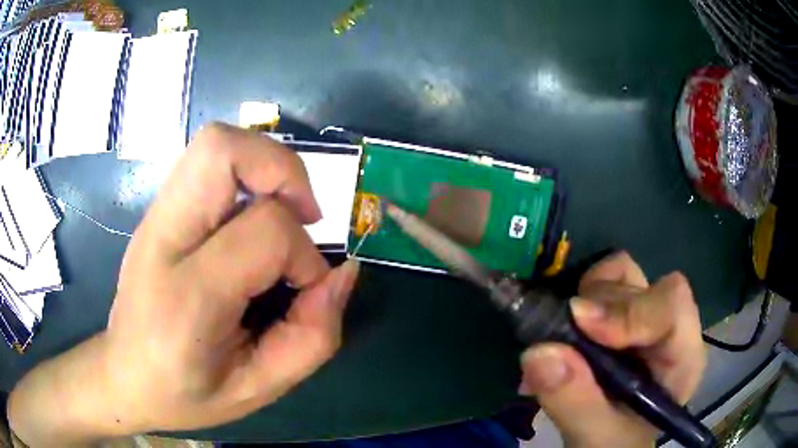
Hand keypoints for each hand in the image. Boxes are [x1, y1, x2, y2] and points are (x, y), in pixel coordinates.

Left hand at [9, 123, 359, 443]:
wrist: (124, 376)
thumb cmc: (185, 393)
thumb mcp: (258, 389)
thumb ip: (311, 337)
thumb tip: (344, 273)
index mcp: (187, 297)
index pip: (265, 232)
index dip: (305, 256)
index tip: (308, 289)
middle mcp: (164, 238)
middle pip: (222, 149)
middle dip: (282, 170)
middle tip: (302, 216)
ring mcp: (156, 217)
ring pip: (215, 143)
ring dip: (264, 166)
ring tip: (281, 214)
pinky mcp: (158, 212)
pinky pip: (207, 163)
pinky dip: (244, 174)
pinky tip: (250, 220)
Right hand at [519, 252, 705, 447]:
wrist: (604, 444)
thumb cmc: (612, 444)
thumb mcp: (596, 438)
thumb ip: (576, 403)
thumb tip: (538, 351)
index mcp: (682, 357)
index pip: (672, 307)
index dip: (629, 310)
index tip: (580, 322)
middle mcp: (667, 327)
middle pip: (639, 287)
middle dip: (596, 309)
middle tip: (557, 340)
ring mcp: (643, 314)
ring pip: (618, 276)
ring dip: (584, 299)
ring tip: (560, 340)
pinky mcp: (619, 312)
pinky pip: (600, 280)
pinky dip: (576, 293)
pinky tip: (561, 327)